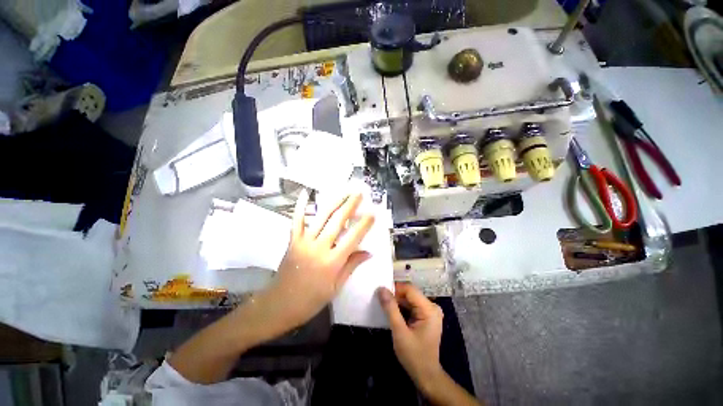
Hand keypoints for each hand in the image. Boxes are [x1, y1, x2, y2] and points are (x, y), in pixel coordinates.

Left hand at [263, 189, 374, 333]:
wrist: (279, 304)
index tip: (372, 213)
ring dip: (334, 202)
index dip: (364, 224)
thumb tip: (368, 252)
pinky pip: (297, 220)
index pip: (353, 238)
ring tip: (344, 192)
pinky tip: (306, 193)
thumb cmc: (311, 300)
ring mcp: (304, 241)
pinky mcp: (293, 240)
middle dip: (350, 205)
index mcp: (332, 262)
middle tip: (359, 193)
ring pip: (321, 217)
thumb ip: (351, 266)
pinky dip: (301, 206)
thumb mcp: (336, 287)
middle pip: (337, 221)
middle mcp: (319, 247)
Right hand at [378, 282, 444, 391]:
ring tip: (386, 308)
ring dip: (398, 302)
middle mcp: (432, 306)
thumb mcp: (399, 332)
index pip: (409, 289)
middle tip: (382, 302)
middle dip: (395, 296)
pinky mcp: (426, 316)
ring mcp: (430, 311)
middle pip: (410, 293)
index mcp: (429, 309)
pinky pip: (412, 305)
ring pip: (410, 299)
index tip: (381, 294)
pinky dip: (402, 308)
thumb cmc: (414, 355)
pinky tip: (394, 314)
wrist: (426, 375)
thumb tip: (381, 289)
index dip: (395, 289)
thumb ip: (390, 309)